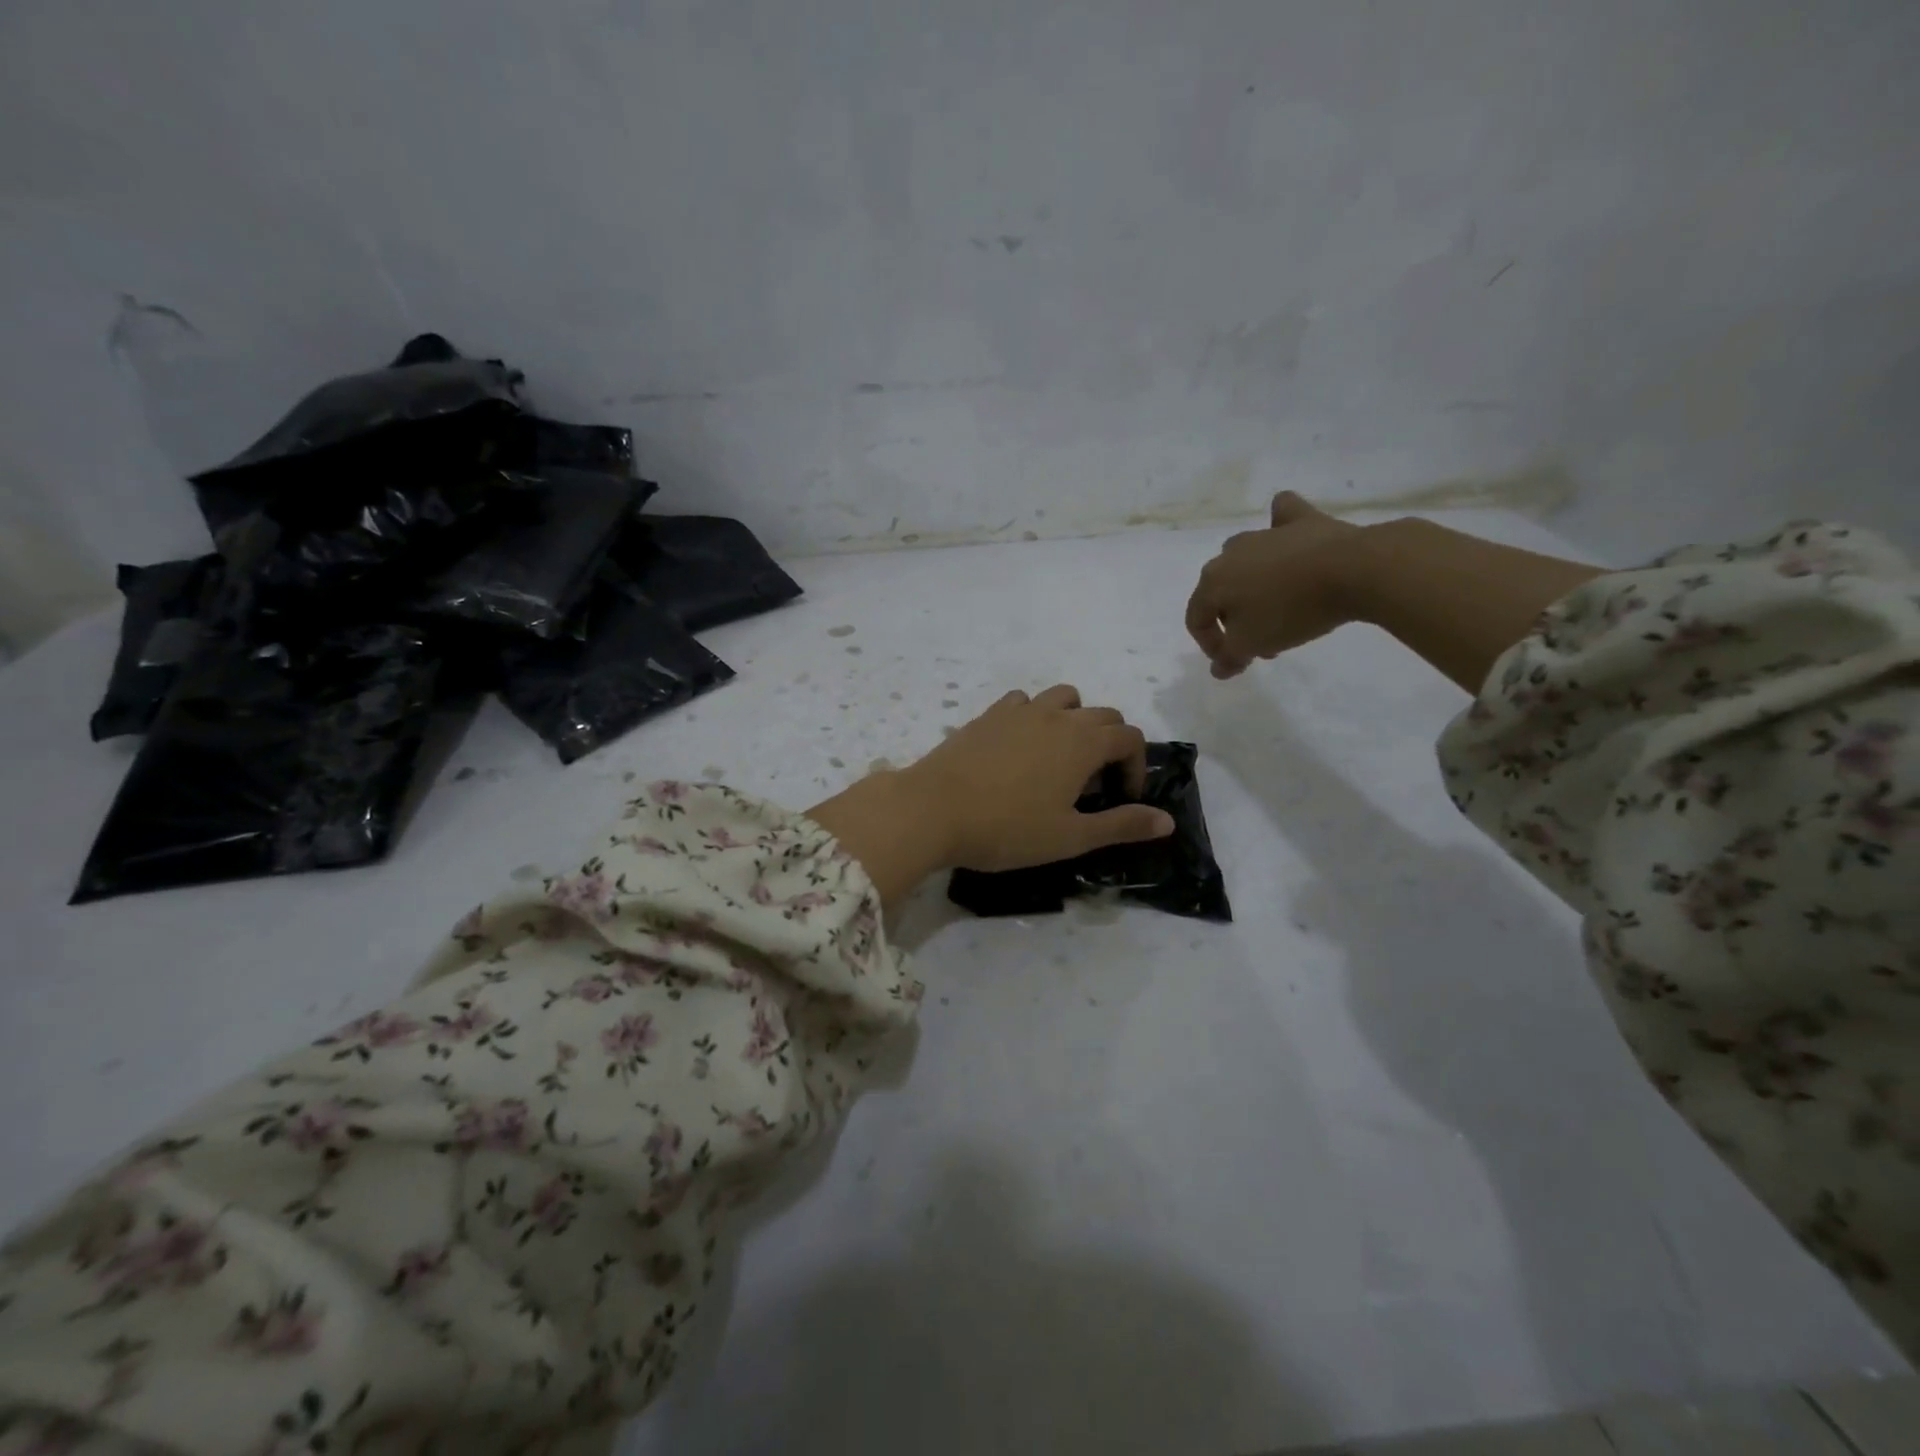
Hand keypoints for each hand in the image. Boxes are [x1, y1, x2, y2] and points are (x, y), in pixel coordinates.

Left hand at [909, 684, 1173, 869]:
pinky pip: (1022, 701)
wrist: (933, 809)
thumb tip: (1168, 821)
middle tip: (1095, 783)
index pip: (1129, 737)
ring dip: (1075, 720)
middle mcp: (1056, 716)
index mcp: (1083, 742)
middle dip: (1111, 743)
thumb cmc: (1008, 828)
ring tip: (1062, 756)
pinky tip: (1021, 745)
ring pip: (1063, 697)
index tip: (1122, 798)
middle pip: (1102, 713)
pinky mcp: (987, 716)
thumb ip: (1122, 825)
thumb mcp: (1071, 837)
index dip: (1135, 766)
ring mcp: (1019, 711)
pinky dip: (1034, 715)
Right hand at [1185, 492, 1360, 678]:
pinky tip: (1285, 533)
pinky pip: (1281, 518)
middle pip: (1221, 592)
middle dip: (1235, 620)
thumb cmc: (1291, 611)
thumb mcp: (1252, 644)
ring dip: (1253, 585)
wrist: (1352, 570)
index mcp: (1212, 582)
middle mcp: (1230, 553)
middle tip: (1261, 643)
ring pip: (1245, 560)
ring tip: (1278, 606)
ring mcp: (1265, 533)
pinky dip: (1279, 527)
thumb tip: (1218, 668)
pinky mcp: (1300, 519)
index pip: (1197, 619)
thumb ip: (1229, 657)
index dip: (1210, 645)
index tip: (1236, 662)